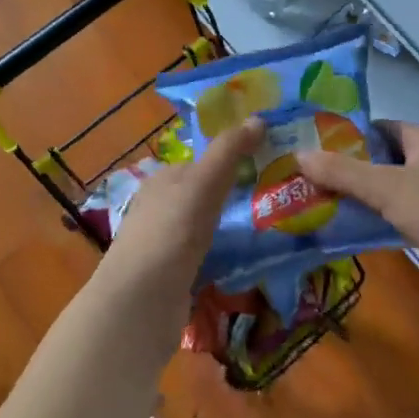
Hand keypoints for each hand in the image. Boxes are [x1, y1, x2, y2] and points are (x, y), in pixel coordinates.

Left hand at [101, 118, 264, 302]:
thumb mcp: (204, 182)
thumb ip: (229, 151)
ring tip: (270, 229)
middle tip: (276, 199)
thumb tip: (258, 117)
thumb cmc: (172, 231)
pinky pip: (204, 258)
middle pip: (202, 195)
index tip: (267, 165)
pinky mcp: (171, 276)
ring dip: (230, 228)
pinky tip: (245, 261)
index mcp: (162, 181)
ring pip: (204, 228)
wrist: (142, 300)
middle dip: (233, 197)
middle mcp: (158, 208)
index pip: (200, 162)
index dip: (230, 160)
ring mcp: (163, 244)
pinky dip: (223, 256)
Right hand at [295, 121, 418, 290]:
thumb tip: (299, 155)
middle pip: (385, 160)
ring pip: (395, 190)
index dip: (347, 137)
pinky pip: (407, 215)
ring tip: (323, 208)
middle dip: (350, 172)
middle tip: (309, 183)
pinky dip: (384, 221)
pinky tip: (358, 233)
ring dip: (365, 199)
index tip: (313, 151)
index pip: (380, 127)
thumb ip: (344, 173)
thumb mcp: (389, 190)